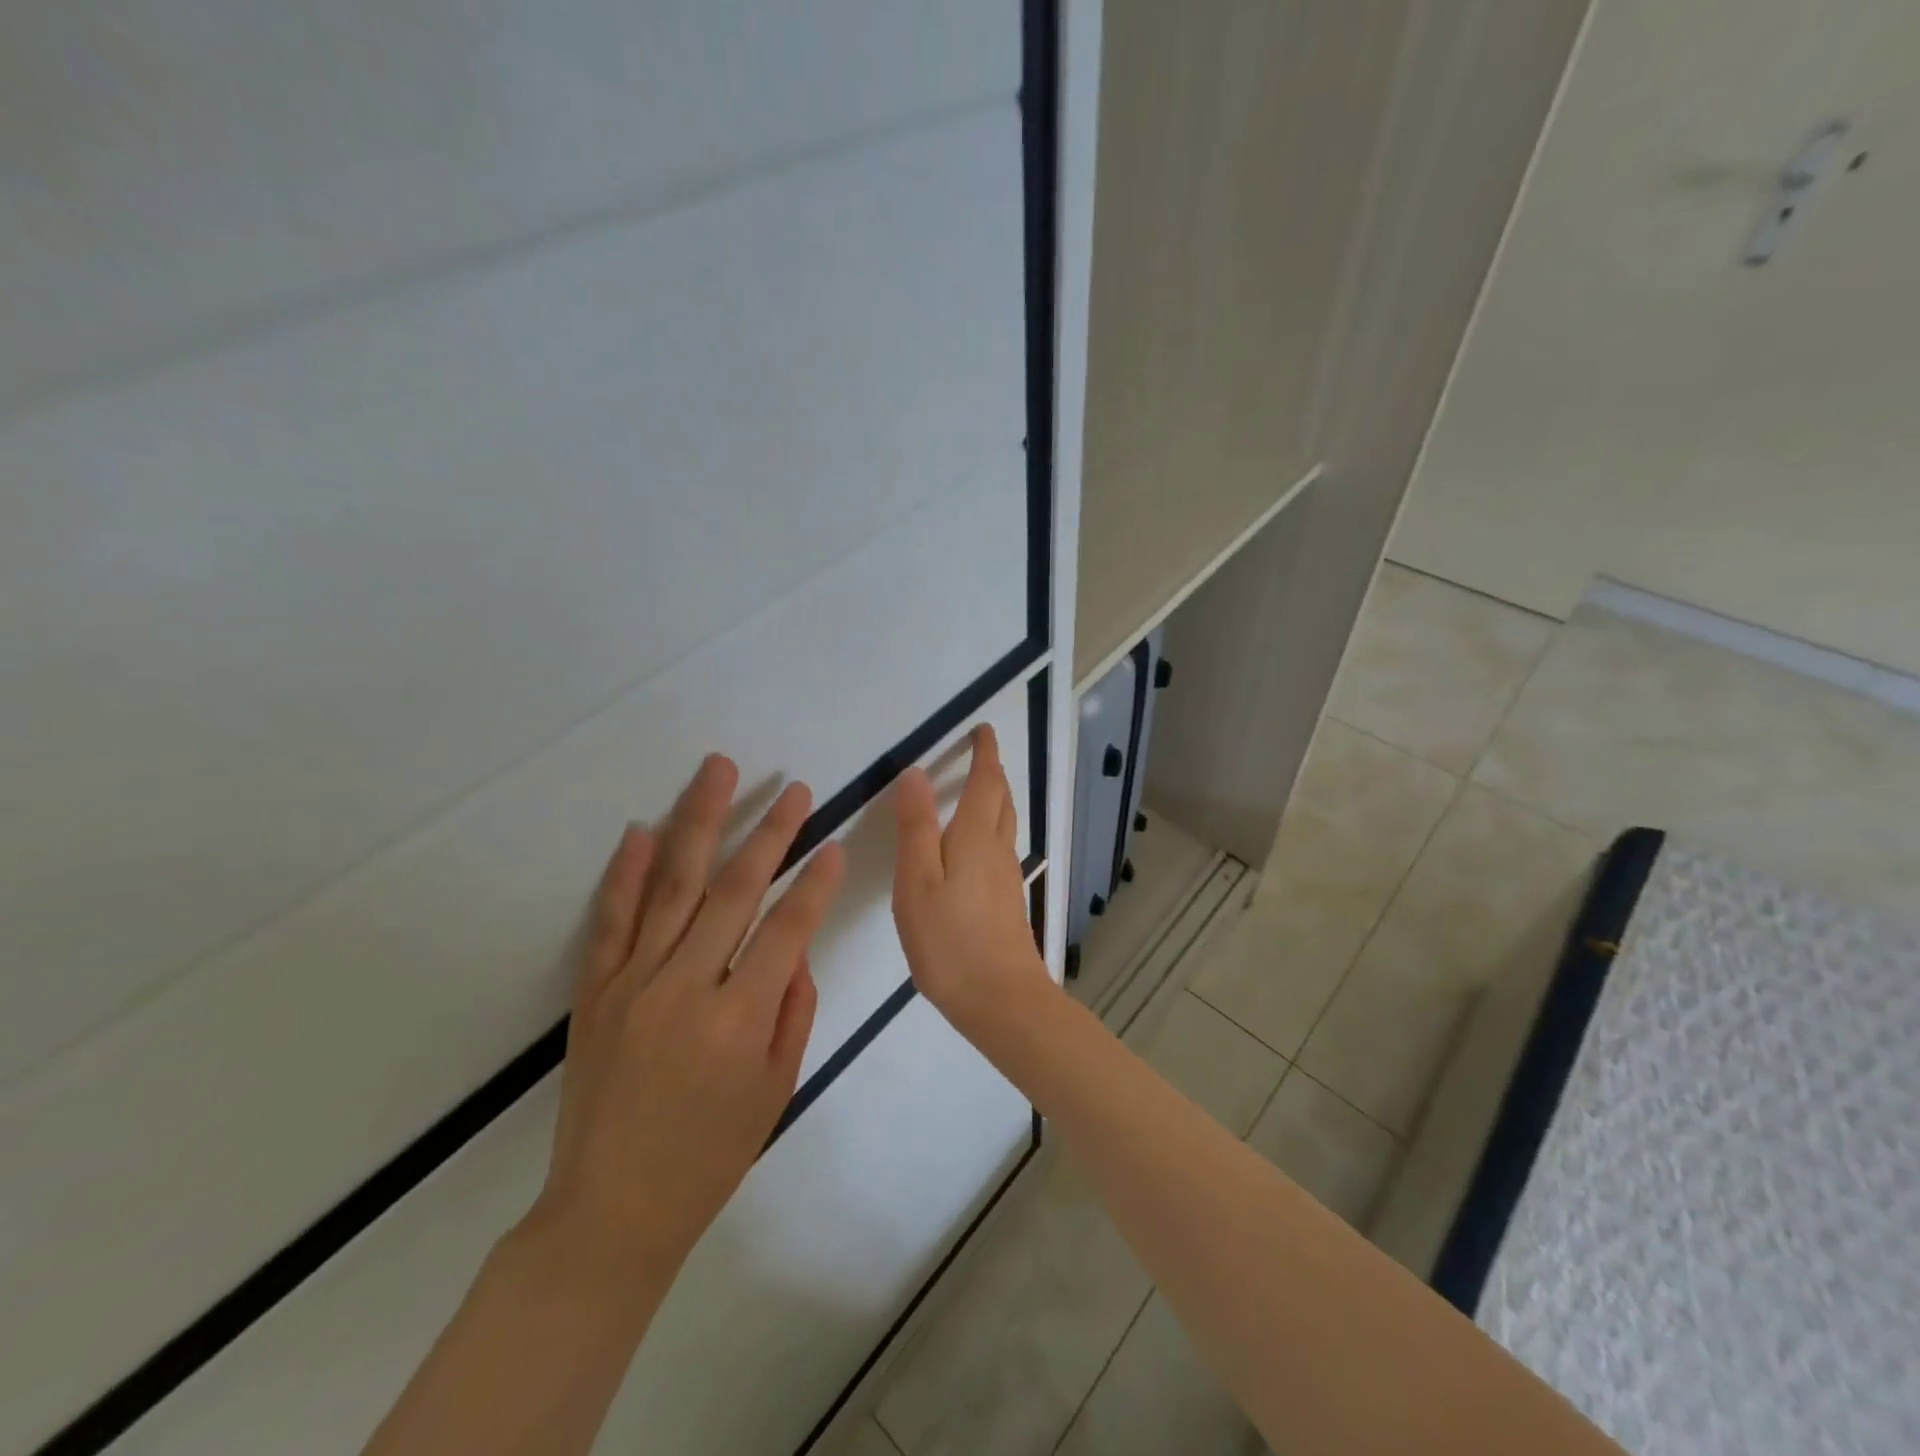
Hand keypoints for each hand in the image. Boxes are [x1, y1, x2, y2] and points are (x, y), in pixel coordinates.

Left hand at [528, 755, 844, 1277]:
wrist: (610, 1211)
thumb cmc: (710, 1156)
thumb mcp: (776, 1088)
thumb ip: (793, 1009)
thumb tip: (797, 948)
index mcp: (739, 1019)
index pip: (788, 929)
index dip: (816, 883)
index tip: (834, 843)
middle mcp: (685, 987)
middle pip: (734, 891)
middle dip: (770, 833)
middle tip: (795, 790)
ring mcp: (634, 983)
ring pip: (672, 885)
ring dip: (699, 822)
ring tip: (718, 771)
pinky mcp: (595, 991)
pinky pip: (611, 920)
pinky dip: (625, 872)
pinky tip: (640, 830)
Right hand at [892, 725, 1052, 1041]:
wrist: (1001, 1000)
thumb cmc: (950, 939)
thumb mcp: (917, 881)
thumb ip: (915, 827)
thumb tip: (916, 774)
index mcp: (975, 836)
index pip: (986, 782)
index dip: (985, 753)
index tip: (984, 730)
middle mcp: (997, 850)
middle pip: (1001, 800)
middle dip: (992, 773)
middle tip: (980, 756)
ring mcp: (1007, 877)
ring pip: (1004, 824)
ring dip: (994, 799)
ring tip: (977, 791)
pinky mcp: (1007, 902)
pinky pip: (1000, 848)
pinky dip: (990, 829)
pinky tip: (974, 848)